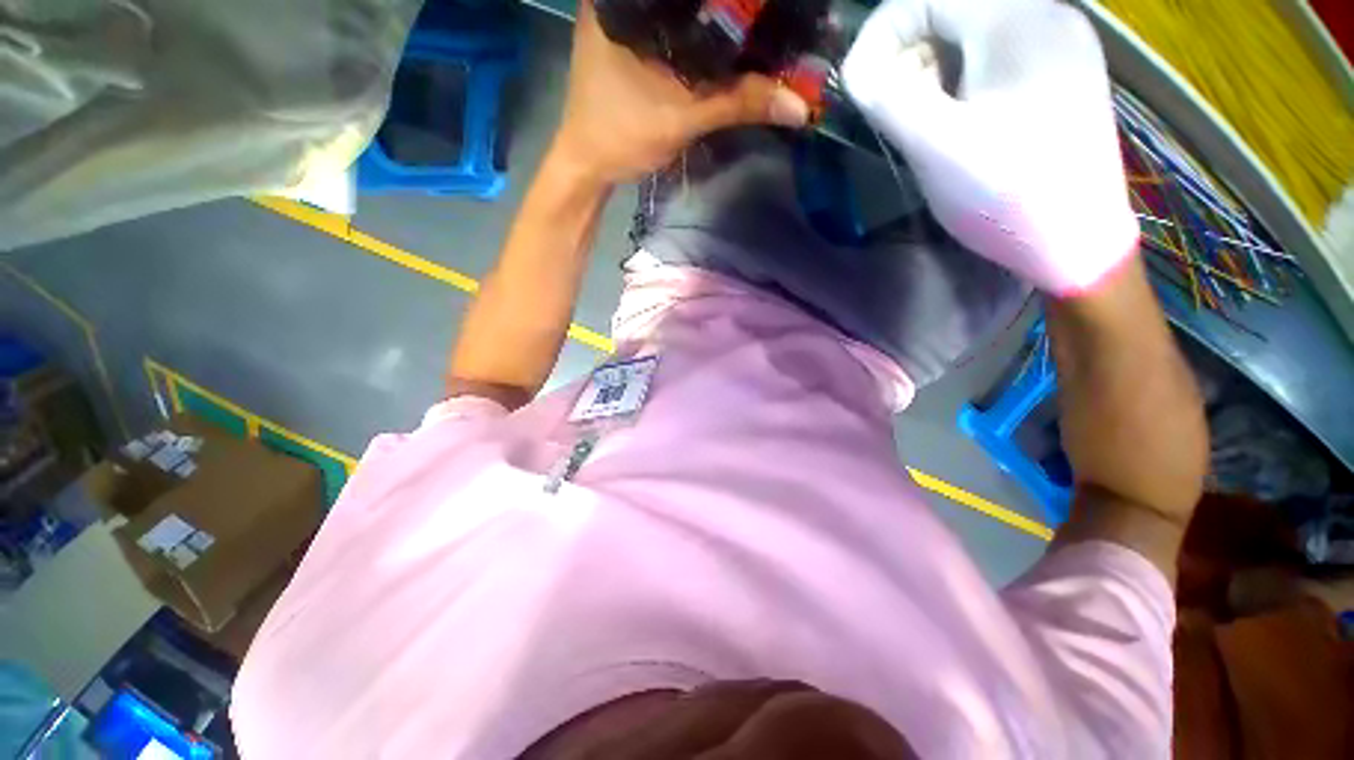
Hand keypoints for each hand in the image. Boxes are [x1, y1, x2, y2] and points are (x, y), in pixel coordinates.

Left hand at [552, 0, 809, 186]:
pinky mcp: (622, 42)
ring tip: (746, 18)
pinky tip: (716, 38)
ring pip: (673, 8)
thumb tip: (797, 104)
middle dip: (722, 6)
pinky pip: (665, 26)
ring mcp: (617, 18)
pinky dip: (691, 32)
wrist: (588, 167)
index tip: (758, 3)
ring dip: (706, 17)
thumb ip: (738, 104)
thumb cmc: (622, 136)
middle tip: (759, 10)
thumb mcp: (682, 117)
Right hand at [842, 0, 1138, 294]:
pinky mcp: (1057, 72)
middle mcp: (1044, 15)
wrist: (1077, 243)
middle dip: (906, 55)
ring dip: (929, 70)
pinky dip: (957, 80)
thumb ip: (889, 100)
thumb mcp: (936, 149)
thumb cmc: (1008, 198)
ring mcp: (1055, 43)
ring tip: (923, 121)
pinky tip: (955, 119)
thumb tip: (856, 71)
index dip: (880, 35)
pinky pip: (990, 55)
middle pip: (950, 10)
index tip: (857, 87)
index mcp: (1018, 22)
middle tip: (894, 111)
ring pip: (968, 33)